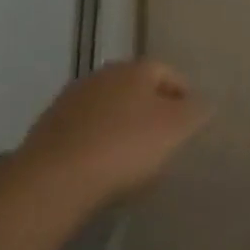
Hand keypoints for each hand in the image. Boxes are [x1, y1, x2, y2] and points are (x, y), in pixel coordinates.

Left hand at [18, 60, 209, 205]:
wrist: (53, 180)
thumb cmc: (125, 147)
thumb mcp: (177, 129)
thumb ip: (197, 111)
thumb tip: (203, 103)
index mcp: (135, 69)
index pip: (168, 72)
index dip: (183, 95)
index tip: (190, 122)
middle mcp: (102, 75)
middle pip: (135, 89)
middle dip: (150, 110)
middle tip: (163, 140)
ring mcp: (70, 101)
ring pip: (108, 110)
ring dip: (121, 127)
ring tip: (131, 159)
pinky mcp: (47, 130)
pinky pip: (83, 132)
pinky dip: (96, 144)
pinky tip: (100, 170)